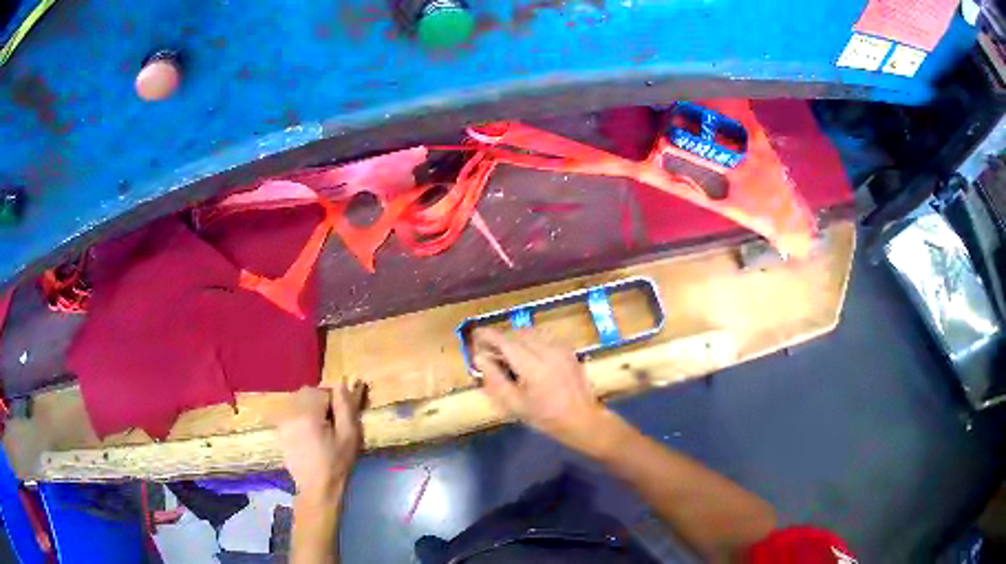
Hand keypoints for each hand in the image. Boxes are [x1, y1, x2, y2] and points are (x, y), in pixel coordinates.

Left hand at [277, 382, 365, 501]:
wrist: (317, 488)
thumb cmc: (337, 463)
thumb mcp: (349, 435)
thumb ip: (345, 406)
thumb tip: (342, 382)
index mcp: (307, 413)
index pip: (322, 391)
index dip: (334, 401)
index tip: (341, 418)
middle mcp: (290, 413)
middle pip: (307, 393)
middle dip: (321, 402)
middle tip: (332, 423)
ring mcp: (282, 422)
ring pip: (298, 401)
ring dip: (310, 408)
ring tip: (321, 429)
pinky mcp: (279, 430)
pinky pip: (291, 412)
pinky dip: (301, 416)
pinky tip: (310, 435)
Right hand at [472, 328, 608, 449]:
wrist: (581, 419)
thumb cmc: (545, 416)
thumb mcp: (514, 404)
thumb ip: (494, 379)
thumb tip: (480, 357)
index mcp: (533, 366)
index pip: (505, 341)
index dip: (488, 336)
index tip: (475, 336)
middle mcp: (547, 351)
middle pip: (517, 333)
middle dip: (501, 338)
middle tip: (490, 351)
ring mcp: (560, 348)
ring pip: (531, 332)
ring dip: (515, 338)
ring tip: (507, 353)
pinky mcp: (567, 349)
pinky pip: (543, 336)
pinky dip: (530, 340)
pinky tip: (527, 355)